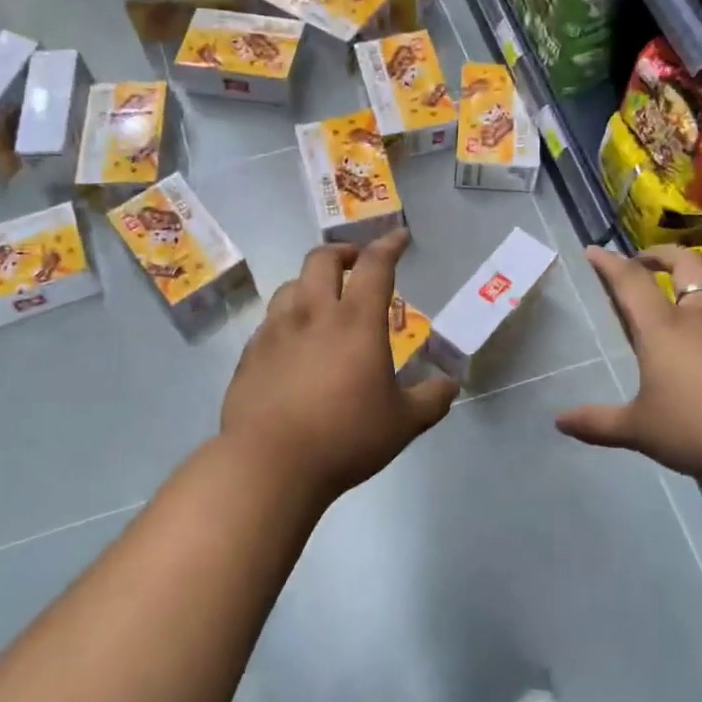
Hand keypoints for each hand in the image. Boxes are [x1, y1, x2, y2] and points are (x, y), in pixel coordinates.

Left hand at [221, 232, 458, 505]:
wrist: (269, 463)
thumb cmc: (345, 437)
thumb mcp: (403, 423)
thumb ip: (432, 398)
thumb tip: (450, 384)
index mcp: (355, 321)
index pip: (375, 265)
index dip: (390, 245)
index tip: (399, 237)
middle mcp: (312, 313)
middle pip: (322, 259)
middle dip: (343, 252)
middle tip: (357, 264)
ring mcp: (275, 331)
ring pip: (291, 286)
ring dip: (311, 283)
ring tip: (323, 302)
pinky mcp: (250, 354)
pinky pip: (271, 321)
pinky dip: (288, 318)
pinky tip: (293, 344)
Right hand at [556, 245, 701, 487]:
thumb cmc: (699, 429)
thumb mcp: (640, 430)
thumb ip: (598, 424)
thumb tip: (560, 422)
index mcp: (663, 330)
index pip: (631, 282)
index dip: (610, 263)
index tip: (594, 251)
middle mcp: (700, 319)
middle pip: (686, 265)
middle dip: (661, 255)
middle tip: (643, 261)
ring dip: (691, 289)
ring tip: (675, 309)